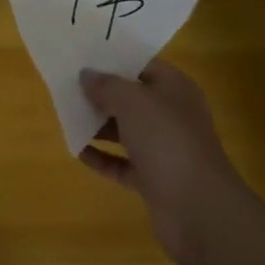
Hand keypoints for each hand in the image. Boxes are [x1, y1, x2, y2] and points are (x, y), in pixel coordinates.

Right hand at [79, 60, 242, 264]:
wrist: (198, 209)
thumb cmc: (166, 139)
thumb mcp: (132, 101)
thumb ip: (106, 85)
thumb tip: (86, 75)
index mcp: (174, 89)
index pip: (142, 65)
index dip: (114, 59)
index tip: (82, 56)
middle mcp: (171, 116)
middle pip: (131, 98)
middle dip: (101, 93)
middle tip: (67, 85)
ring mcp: (163, 149)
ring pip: (125, 131)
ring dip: (98, 125)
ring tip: (66, 115)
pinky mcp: (153, 180)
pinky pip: (122, 163)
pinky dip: (102, 157)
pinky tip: (77, 150)